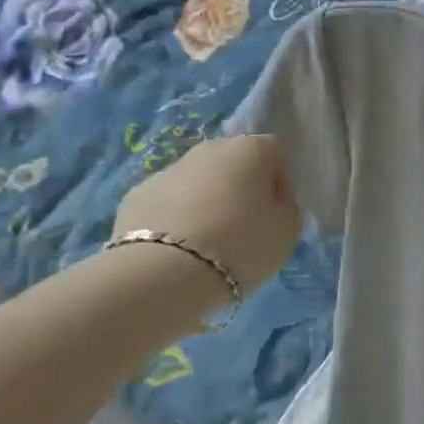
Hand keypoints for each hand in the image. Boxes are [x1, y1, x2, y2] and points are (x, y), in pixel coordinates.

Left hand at [108, 136, 301, 294]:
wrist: (160, 275)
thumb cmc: (239, 246)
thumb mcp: (286, 232)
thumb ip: (286, 208)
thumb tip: (273, 203)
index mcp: (251, 149)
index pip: (276, 154)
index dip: (280, 183)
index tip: (276, 214)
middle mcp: (210, 148)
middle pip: (234, 164)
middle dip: (240, 189)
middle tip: (242, 228)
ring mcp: (169, 169)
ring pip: (198, 182)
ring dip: (206, 202)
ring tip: (205, 245)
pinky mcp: (136, 195)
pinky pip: (168, 203)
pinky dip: (174, 219)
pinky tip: (175, 252)